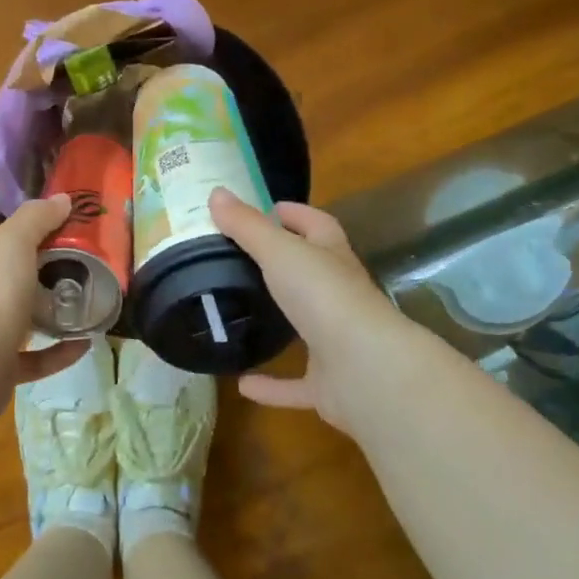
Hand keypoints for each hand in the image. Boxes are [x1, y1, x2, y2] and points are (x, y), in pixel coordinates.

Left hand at [0, 195, 87, 384]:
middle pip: (20, 278)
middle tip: (92, 268)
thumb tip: (62, 199)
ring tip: (91, 305)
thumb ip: (37, 218)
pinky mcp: (3, 369)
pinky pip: (37, 358)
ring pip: (26, 319)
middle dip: (52, 273)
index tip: (80, 230)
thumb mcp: (15, 242)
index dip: (42, 230)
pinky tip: (85, 345)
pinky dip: (61, 351)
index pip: (12, 239)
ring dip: (56, 314)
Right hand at [208, 188, 409, 433]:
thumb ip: (247, 226)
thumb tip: (216, 192)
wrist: (363, 367)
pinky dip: (271, 385)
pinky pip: (295, 384)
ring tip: (240, 317)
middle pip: (312, 274)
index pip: (317, 225)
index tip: (267, 208)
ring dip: (280, 323)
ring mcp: (336, 342)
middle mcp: (338, 296)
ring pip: (306, 328)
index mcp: (332, 258)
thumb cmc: (323, 296)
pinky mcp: (328, 383)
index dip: (295, 214)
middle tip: (239, 260)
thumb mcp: (279, 251)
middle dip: (284, 266)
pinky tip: (240, 383)